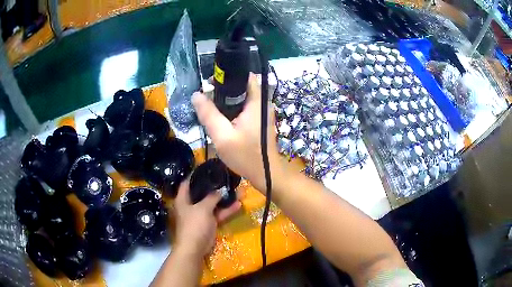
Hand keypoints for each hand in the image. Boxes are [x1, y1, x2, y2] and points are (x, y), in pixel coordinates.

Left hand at [173, 180, 240, 256]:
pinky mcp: (208, 223)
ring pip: (213, 204)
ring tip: (237, 190)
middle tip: (225, 179)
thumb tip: (220, 190)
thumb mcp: (203, 208)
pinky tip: (238, 204)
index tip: (206, 169)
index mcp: (183, 199)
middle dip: (214, 187)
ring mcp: (200, 215)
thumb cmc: (194, 224)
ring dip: (224, 199)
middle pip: (202, 193)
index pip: (187, 183)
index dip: (195, 175)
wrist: (195, 247)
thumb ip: (211, 197)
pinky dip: (226, 211)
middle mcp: (191, 205)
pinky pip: (218, 214)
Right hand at [192, 73, 281, 192]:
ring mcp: (263, 112)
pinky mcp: (260, 120)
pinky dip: (233, 109)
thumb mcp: (222, 136)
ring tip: (212, 107)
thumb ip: (209, 114)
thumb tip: (196, 95)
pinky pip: (245, 107)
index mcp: (257, 102)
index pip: (245, 76)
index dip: (228, 76)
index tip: (211, 83)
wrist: (266, 175)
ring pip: (243, 98)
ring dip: (228, 100)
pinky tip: (223, 118)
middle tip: (207, 97)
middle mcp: (263, 103)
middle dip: (224, 89)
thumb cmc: (245, 156)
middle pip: (242, 86)